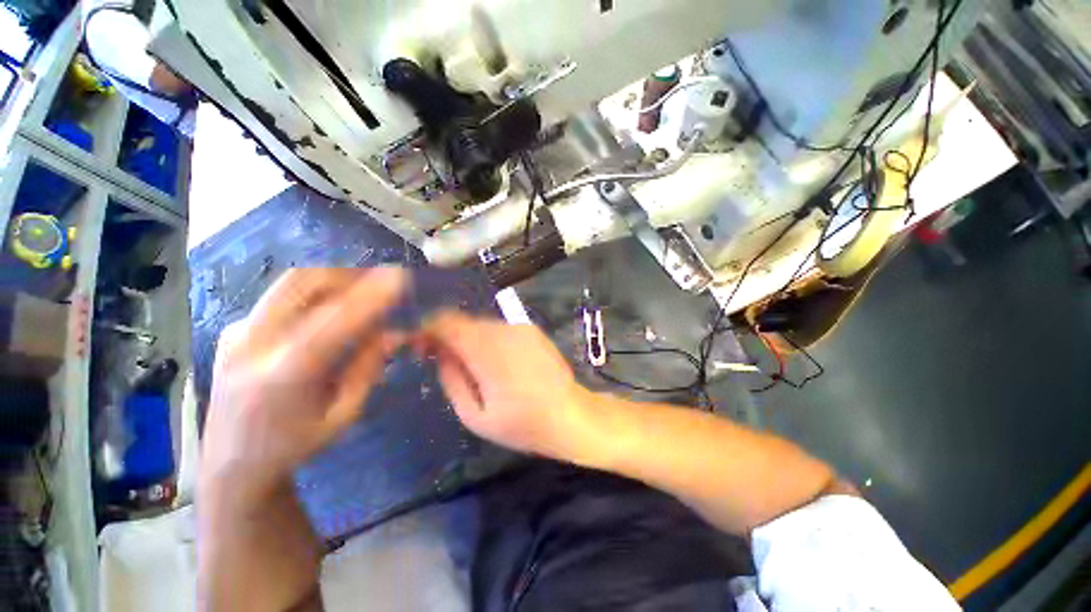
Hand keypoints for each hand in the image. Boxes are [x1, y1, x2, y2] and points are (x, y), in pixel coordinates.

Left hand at [201, 268, 405, 501]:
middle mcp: (253, 344)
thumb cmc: (295, 445)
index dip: (369, 296)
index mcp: (283, 375)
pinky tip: (331, 310)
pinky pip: (282, 297)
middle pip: (302, 282)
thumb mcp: (344, 414)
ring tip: (362, 288)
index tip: (398, 277)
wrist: (231, 464)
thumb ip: (368, 367)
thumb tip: (394, 332)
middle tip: (380, 278)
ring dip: (332, 279)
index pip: (334, 321)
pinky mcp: (234, 330)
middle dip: (348, 273)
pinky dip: (316, 294)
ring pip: (291, 283)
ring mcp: (238, 333)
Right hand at [416, 312, 596, 461]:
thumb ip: (451, 380)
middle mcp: (503, 330)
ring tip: (468, 363)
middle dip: (445, 334)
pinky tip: (493, 360)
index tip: (415, 343)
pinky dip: (487, 338)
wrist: (571, 414)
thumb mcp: (475, 416)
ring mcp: (520, 326)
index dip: (425, 326)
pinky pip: (499, 328)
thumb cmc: (522, 424)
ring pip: (480, 324)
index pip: (446, 321)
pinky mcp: (531, 328)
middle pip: (462, 320)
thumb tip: (439, 353)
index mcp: (487, 351)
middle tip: (437, 357)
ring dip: (467, 338)